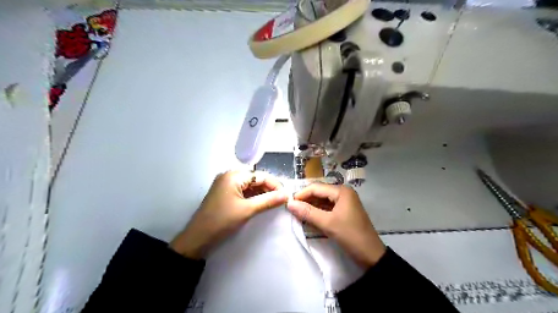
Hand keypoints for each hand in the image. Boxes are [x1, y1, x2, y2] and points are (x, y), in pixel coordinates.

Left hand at [171, 171, 286, 259]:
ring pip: (250, 185)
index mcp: (233, 175)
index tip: (286, 196)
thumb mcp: (247, 210)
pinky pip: (243, 191)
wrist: (197, 239)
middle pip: (255, 179)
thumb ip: (268, 200)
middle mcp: (229, 176)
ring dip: (262, 193)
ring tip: (274, 202)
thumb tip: (286, 195)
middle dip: (269, 188)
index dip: (275, 184)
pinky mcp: (225, 194)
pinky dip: (253, 197)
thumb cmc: (222, 221)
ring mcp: (226, 185)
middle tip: (281, 200)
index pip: (260, 175)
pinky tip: (262, 203)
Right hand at [286, 184, 385, 268]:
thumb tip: (289, 204)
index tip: (288, 203)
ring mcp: (344, 202)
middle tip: (292, 210)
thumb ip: (308, 212)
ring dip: (311, 207)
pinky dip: (318, 213)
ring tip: (298, 215)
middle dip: (306, 201)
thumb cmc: (350, 235)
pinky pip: (327, 208)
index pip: (316, 188)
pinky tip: (309, 218)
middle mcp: (343, 193)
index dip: (301, 194)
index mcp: (341, 191)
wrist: (371, 255)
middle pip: (319, 193)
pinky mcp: (344, 212)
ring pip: (322, 201)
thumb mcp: (327, 223)